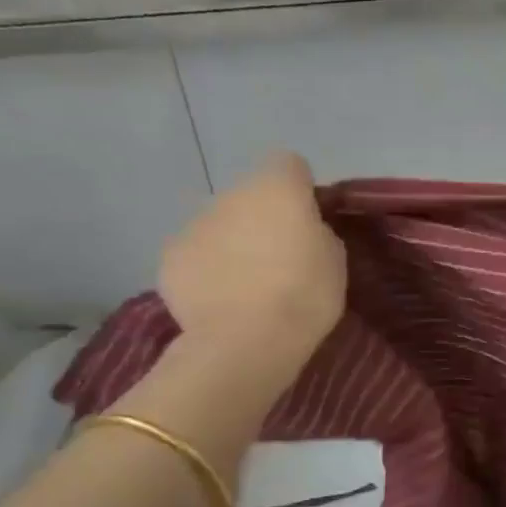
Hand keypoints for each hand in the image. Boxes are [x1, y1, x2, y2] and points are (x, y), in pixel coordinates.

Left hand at [158, 153, 346, 372]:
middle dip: (262, 218)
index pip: (289, 164)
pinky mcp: (170, 256)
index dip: (299, 189)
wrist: (246, 342)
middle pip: (250, 196)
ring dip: (233, 243)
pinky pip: (196, 254)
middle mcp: (231, 195)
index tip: (308, 220)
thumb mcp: (335, 261)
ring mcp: (195, 224)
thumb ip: (317, 233)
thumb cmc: (304, 297)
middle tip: (279, 259)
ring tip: (247, 286)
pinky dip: (207, 270)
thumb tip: (302, 231)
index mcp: (277, 189)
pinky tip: (220, 300)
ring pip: (220, 225)